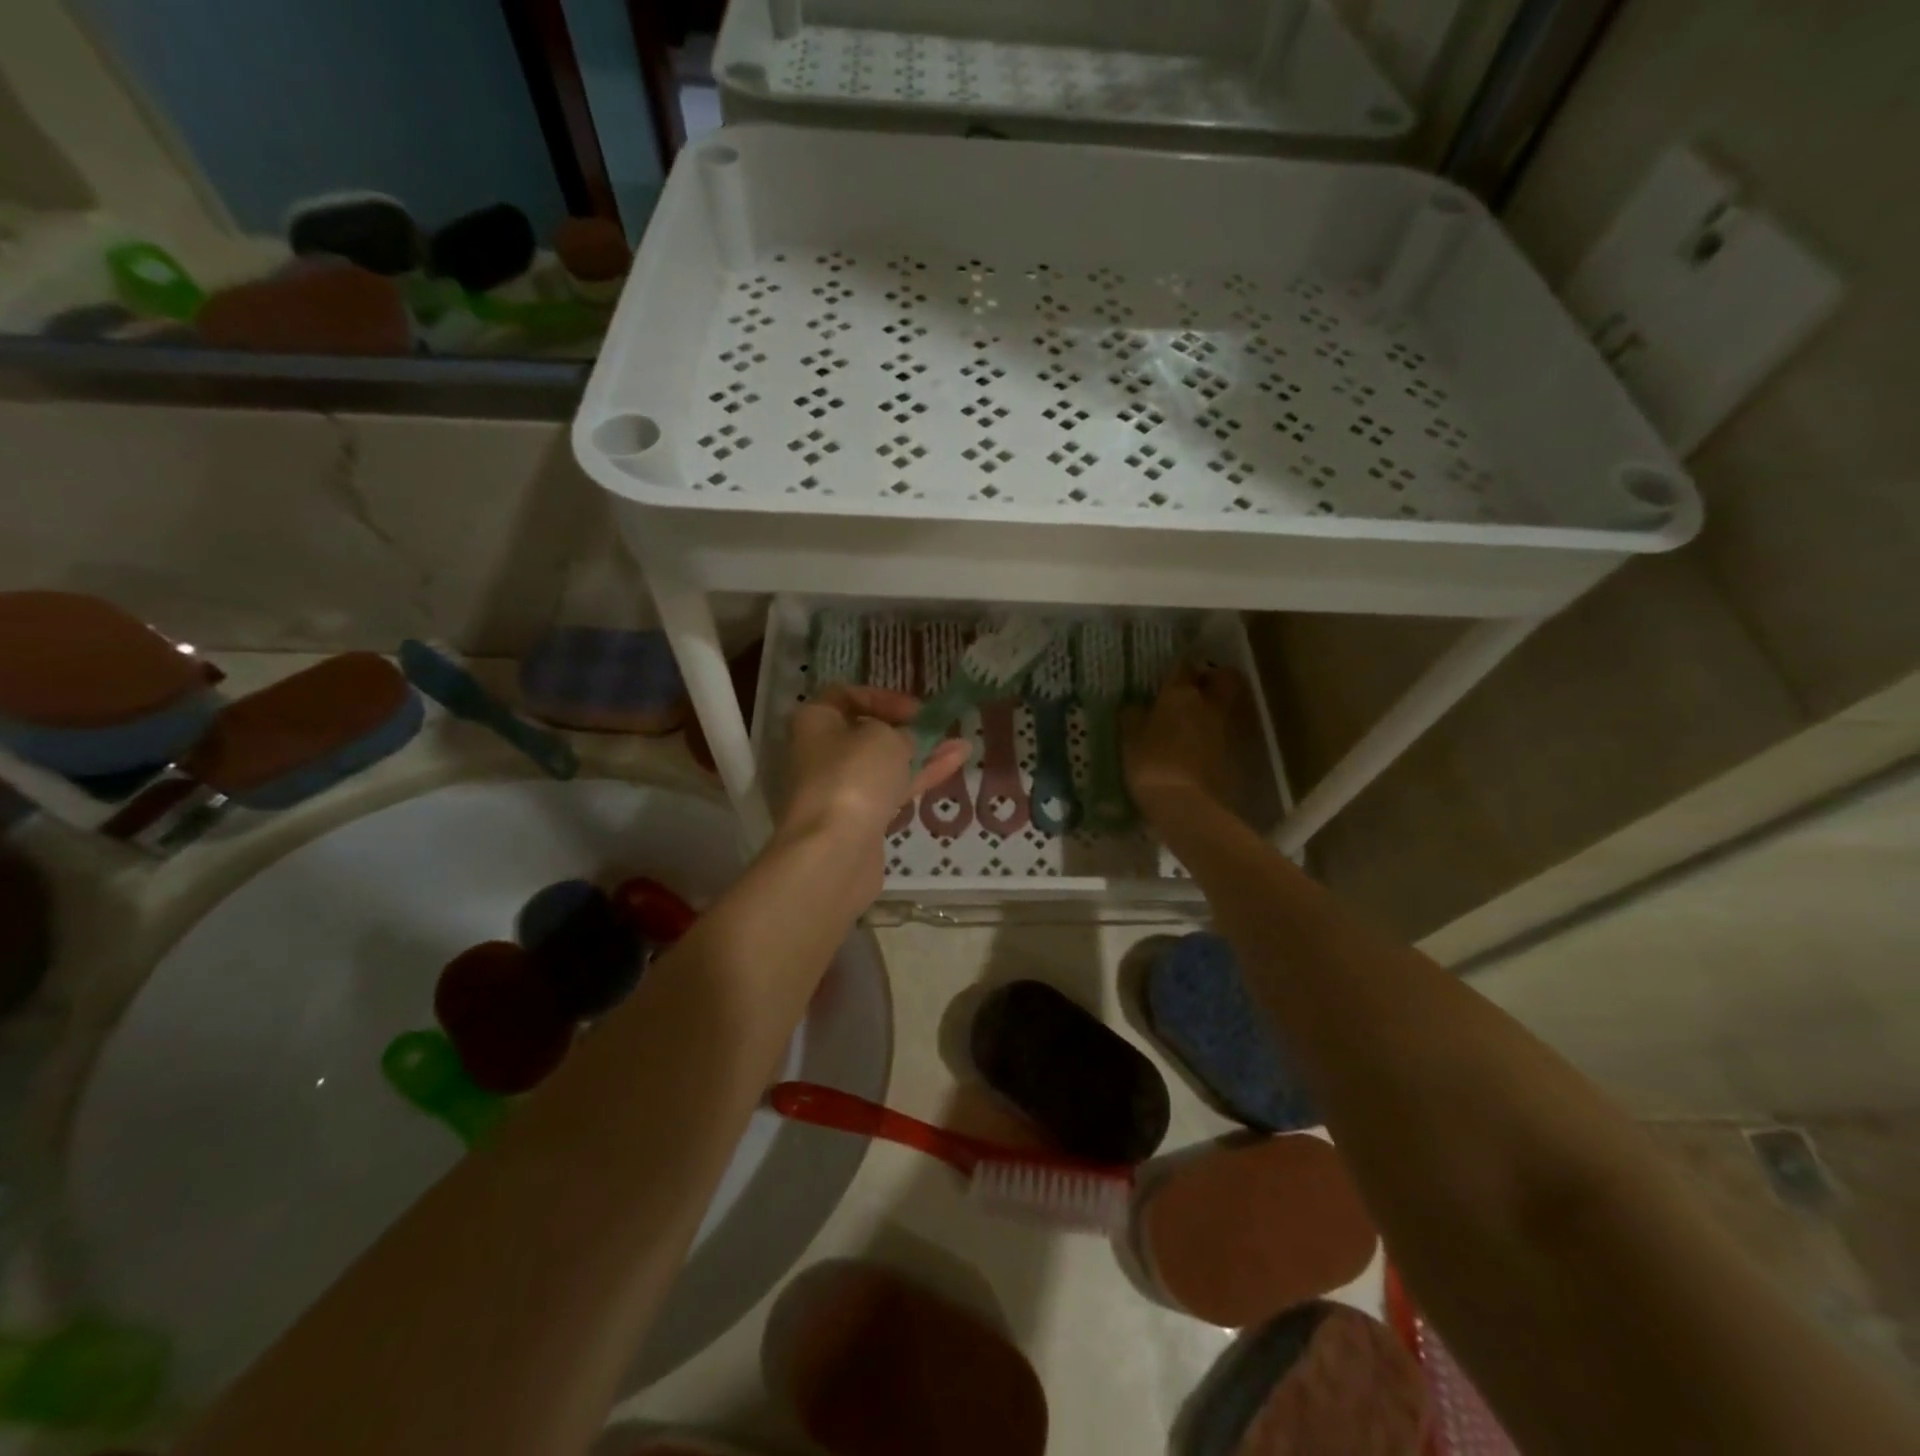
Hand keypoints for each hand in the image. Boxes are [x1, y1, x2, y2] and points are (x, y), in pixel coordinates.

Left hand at [778, 684, 970, 868]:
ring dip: (921, 754)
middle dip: (906, 730)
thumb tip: (904, 742)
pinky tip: (954, 765)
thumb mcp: (885, 737)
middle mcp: (820, 753)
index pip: (845, 696)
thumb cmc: (854, 776)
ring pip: (884, 765)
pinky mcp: (858, 819)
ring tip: (962, 745)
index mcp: (814, 722)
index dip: (883, 698)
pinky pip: (891, 790)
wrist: (835, 850)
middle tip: (938, 728)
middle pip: (866, 733)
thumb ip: (900, 732)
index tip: (915, 710)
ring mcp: (839, 789)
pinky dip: (919, 777)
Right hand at [1121, 665, 1246, 816]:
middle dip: (1214, 679)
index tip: (1170, 676)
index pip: (1182, 667)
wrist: (1187, 805)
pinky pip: (1233, 732)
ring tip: (1203, 719)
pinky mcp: (1241, 752)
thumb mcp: (1129, 740)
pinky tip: (1208, 746)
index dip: (1177, 669)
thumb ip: (1133, 717)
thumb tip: (1135, 706)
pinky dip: (1223, 733)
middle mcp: (1210, 703)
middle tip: (1198, 690)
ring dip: (1220, 706)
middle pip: (1224, 678)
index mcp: (1180, 694)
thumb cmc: (1151, 765)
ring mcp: (1229, 727)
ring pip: (1231, 704)